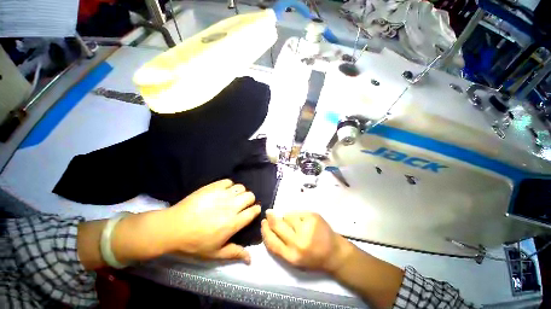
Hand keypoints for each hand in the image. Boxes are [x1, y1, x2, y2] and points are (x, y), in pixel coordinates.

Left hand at [163, 179, 260, 262]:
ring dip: (240, 192)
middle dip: (249, 200)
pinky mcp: (213, 187)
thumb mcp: (215, 253)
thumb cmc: (195, 242)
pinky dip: (228, 186)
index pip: (253, 211)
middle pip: (250, 196)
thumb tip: (250, 259)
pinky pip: (228, 181)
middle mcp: (232, 206)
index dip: (256, 210)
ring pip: (241, 187)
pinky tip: (223, 191)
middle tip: (242, 205)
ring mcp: (222, 195)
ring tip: (232, 197)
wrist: (173, 227)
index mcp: (234, 222)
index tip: (253, 210)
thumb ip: (234, 253)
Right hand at [261, 210, 352, 272]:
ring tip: (295, 224)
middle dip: (271, 218)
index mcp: (292, 257)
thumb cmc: (313, 258)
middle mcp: (298, 242)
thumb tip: (270, 226)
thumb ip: (281, 246)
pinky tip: (304, 222)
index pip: (271, 241)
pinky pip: (297, 213)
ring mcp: (306, 227)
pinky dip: (297, 216)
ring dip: (287, 218)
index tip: (263, 223)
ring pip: (287, 216)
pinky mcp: (313, 217)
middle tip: (268, 213)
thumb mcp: (294, 260)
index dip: (265, 231)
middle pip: (277, 225)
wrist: (335, 253)